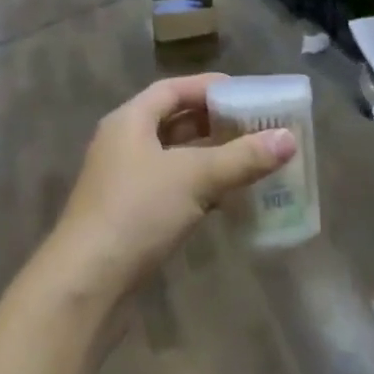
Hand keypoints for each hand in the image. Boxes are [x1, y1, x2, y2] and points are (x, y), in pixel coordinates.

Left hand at [50, 75, 296, 300]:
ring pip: (174, 158)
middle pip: (174, 121)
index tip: (245, 93)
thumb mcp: (194, 178)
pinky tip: (228, 199)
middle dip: (214, 123)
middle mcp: (123, 144)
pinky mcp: (130, 216)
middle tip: (255, 125)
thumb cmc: (137, 213)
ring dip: (209, 157)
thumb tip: (289, 139)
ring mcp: (124, 182)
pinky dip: (199, 187)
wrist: (85, 286)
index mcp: (129, 120)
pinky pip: (172, 188)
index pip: (172, 89)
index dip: (208, 87)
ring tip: (250, 158)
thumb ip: (242, 158)